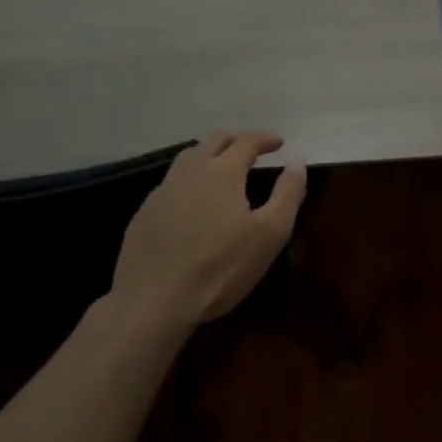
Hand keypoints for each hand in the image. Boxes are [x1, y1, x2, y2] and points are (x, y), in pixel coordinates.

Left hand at [110, 130, 306, 328]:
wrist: (152, 302)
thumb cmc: (220, 267)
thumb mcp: (269, 234)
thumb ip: (287, 193)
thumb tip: (297, 161)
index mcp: (223, 171)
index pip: (247, 141)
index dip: (265, 139)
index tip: (279, 143)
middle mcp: (191, 170)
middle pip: (214, 139)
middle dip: (237, 140)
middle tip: (252, 152)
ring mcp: (163, 190)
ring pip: (188, 157)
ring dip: (209, 155)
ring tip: (222, 170)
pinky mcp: (144, 213)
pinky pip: (171, 183)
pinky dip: (189, 181)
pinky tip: (192, 203)